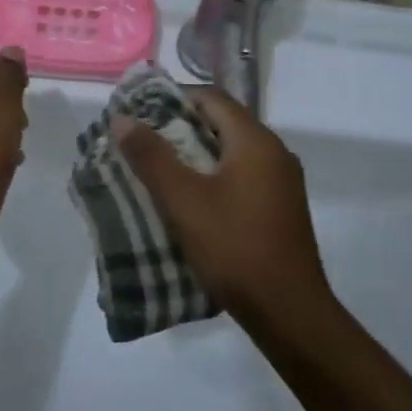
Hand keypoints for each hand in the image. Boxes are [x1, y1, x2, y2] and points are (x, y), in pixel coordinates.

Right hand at [111, 87, 331, 324]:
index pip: (212, 98)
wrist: (288, 312)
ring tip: (156, 170)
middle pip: (222, 124)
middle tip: (140, 141)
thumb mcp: (183, 200)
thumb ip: (151, 157)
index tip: (139, 112)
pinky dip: (211, 178)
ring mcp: (281, 183)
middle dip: (179, 128)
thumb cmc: (234, 247)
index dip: (173, 98)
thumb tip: (123, 119)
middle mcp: (275, 154)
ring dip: (194, 155)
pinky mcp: (280, 209)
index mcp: (256, 142)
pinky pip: (241, 177)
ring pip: (230, 153)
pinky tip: (187, 200)